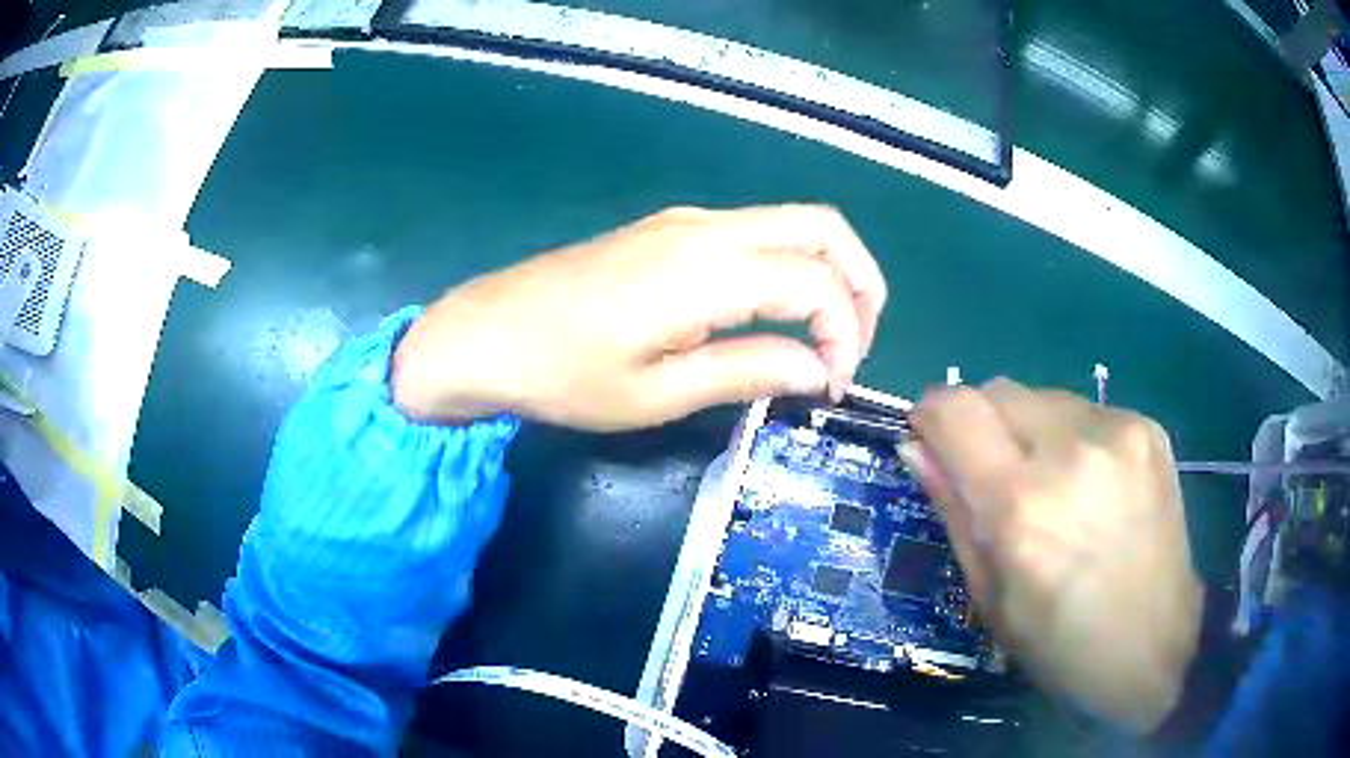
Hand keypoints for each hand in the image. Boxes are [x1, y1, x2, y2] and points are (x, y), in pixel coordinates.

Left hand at [392, 205, 885, 430]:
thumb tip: (816, 371)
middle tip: (855, 347)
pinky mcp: (671, 229)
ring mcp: (688, 221)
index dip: (846, 335)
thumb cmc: (563, 374)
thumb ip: (748, 372)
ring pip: (793, 224)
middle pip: (824, 228)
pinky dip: (790, 267)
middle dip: (861, 284)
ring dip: (828, 273)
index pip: (818, 283)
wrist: (485, 334)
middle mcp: (708, 228)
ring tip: (826, 338)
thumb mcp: (658, 392)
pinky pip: (756, 234)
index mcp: (707, 270)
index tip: (831, 387)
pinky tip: (777, 316)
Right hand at [902, 379, 1203, 732]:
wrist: (1156, 648)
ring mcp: (1117, 431)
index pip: (955, 409)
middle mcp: (1069, 451)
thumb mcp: (990, 597)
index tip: (932, 441)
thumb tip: (916, 446)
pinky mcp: (1148, 428)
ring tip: (1053, 486)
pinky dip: (1072, 438)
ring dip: (1030, 431)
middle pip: (997, 390)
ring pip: (1042, 397)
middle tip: (995, 476)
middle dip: (981, 424)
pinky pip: (1085, 411)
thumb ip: (953, 511)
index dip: (932, 417)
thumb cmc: (1060, 644)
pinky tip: (1091, 486)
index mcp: (1020, 507)